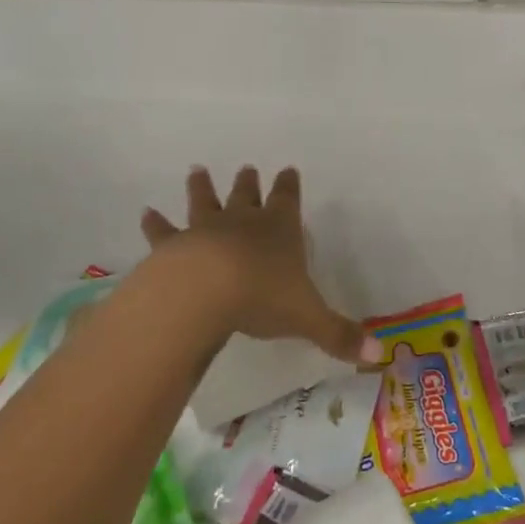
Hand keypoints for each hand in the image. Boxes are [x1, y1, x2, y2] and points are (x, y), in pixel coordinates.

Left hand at [135, 165, 380, 365]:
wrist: (204, 291)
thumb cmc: (262, 297)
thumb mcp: (308, 318)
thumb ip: (339, 335)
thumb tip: (378, 356)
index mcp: (280, 230)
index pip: (287, 200)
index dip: (288, 186)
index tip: (288, 169)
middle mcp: (243, 222)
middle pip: (246, 195)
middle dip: (249, 183)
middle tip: (247, 168)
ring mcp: (205, 230)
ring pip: (205, 202)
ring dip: (202, 188)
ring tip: (196, 171)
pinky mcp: (173, 246)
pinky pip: (163, 231)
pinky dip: (155, 223)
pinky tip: (146, 213)